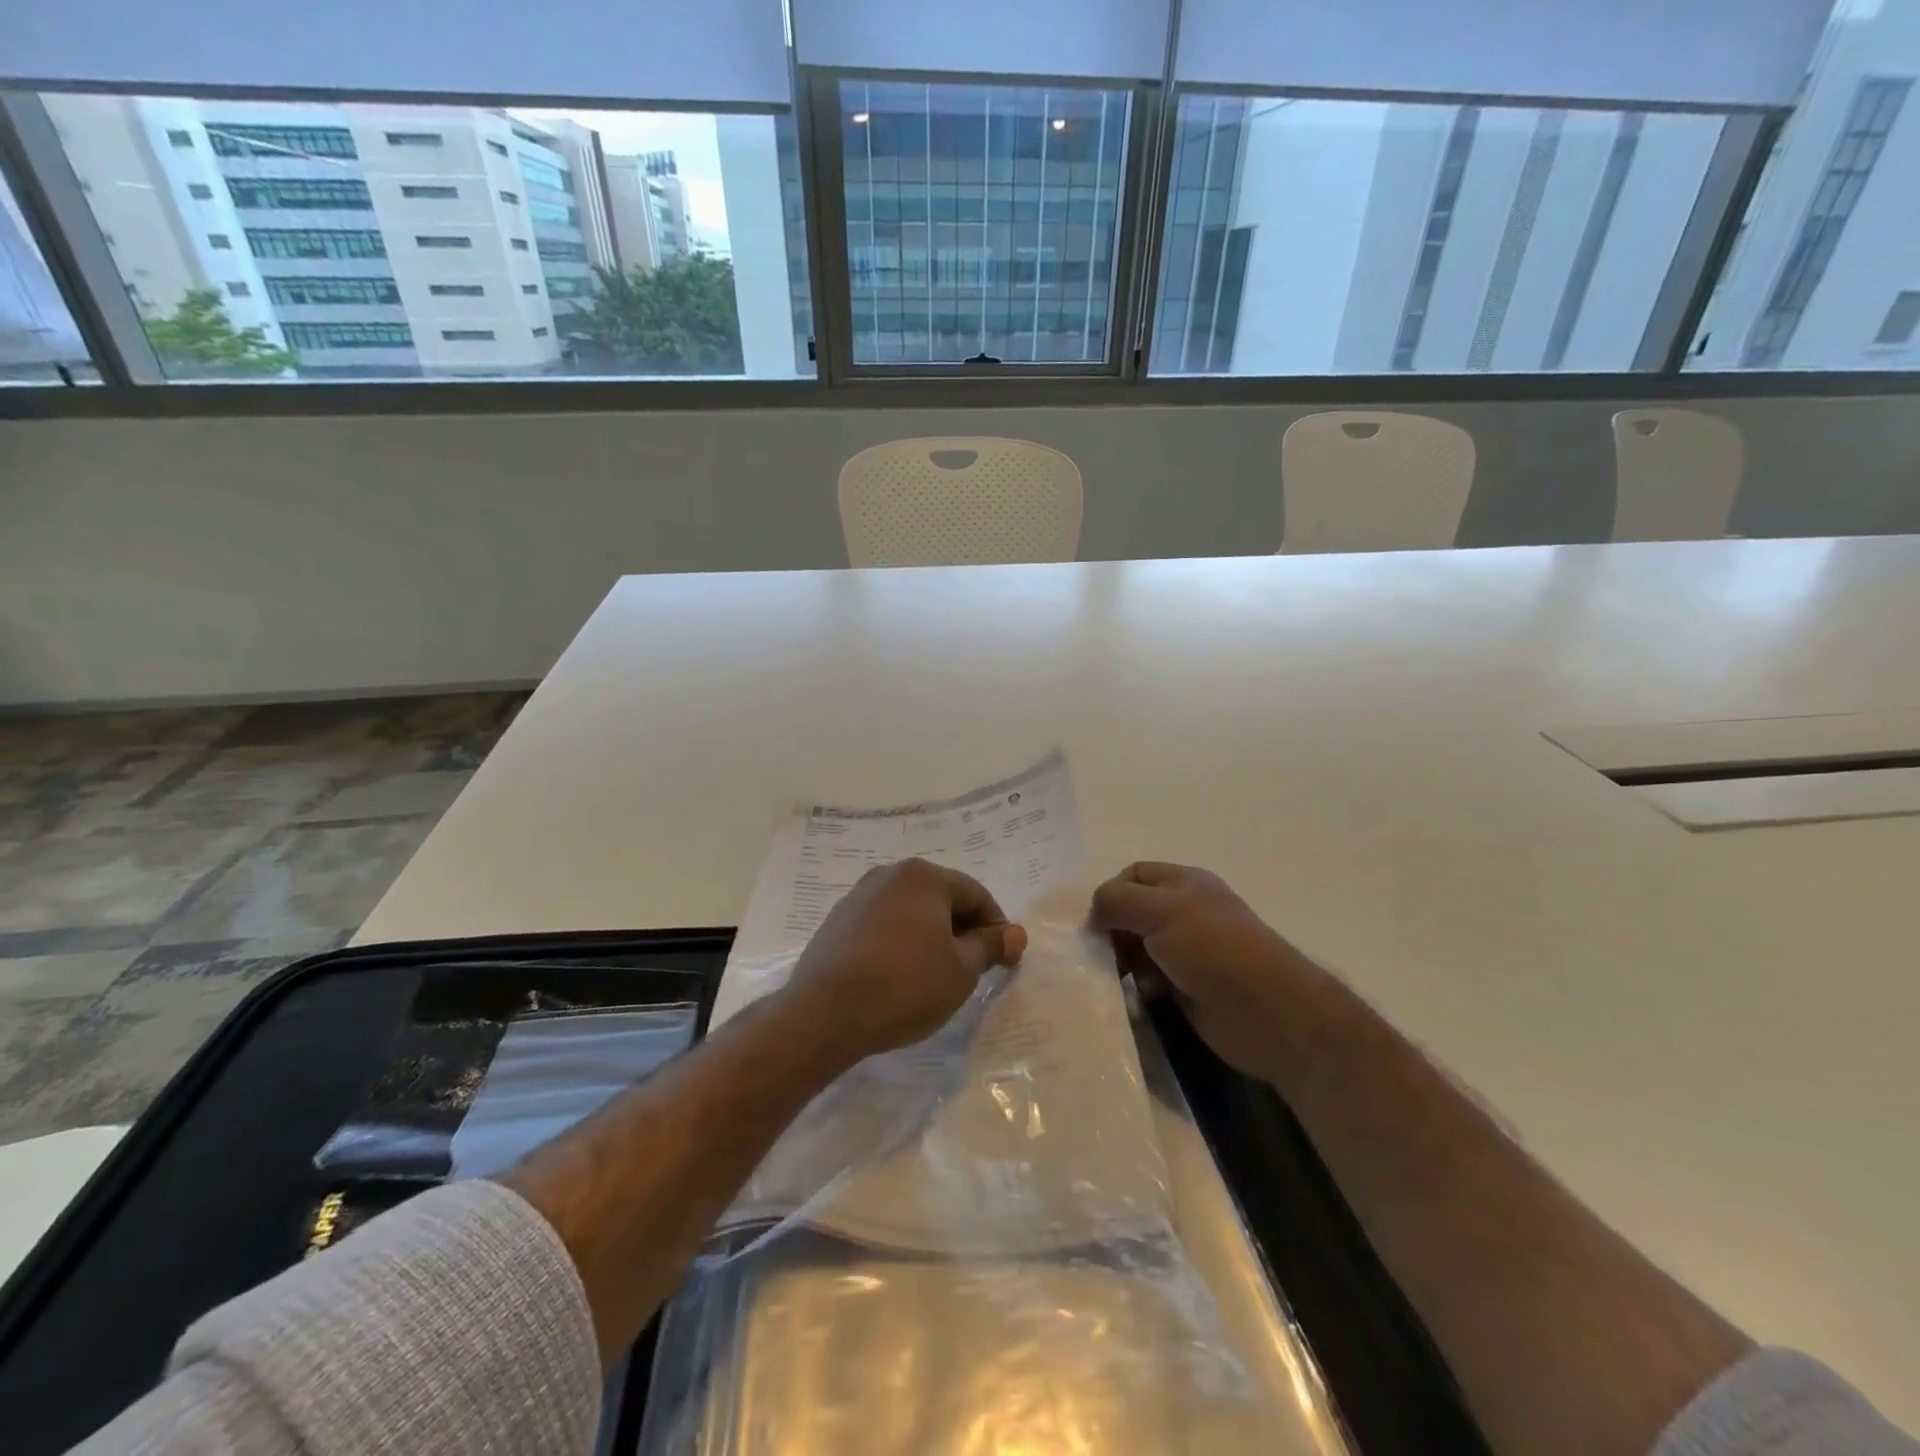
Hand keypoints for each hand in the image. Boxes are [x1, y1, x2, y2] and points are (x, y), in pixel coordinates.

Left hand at [783, 858, 1026, 1063]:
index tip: (1005, 961)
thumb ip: (990, 946)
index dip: (997, 927)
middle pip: (942, 897)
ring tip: (937, 974)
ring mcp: (859, 895)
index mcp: (924, 876)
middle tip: (974, 969)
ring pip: (911, 911)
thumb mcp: (961, 970)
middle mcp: (890, 874)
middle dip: (963, 930)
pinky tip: (900, 975)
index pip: (976, 894)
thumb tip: (1015, 933)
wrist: (824, 1014)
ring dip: (931, 936)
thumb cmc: (905, 986)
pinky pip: (884, 924)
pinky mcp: (838, 920)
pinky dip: (901, 942)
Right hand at [1090, 862, 1322, 1078]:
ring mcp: (1188, 951)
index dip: (1109, 893)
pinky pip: (1150, 979)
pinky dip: (1138, 986)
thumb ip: (1118, 900)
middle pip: (1132, 912)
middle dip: (1112, 930)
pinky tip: (1141, 997)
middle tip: (1101, 954)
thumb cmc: (1214, 948)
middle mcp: (1185, 912)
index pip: (1133, 875)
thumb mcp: (1161, 910)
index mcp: (1184, 883)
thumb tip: (1093, 914)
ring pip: (1138, 947)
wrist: (1268, 1012)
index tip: (1095, 923)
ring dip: (1122, 961)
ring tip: (1119, 979)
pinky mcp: (1188, 987)